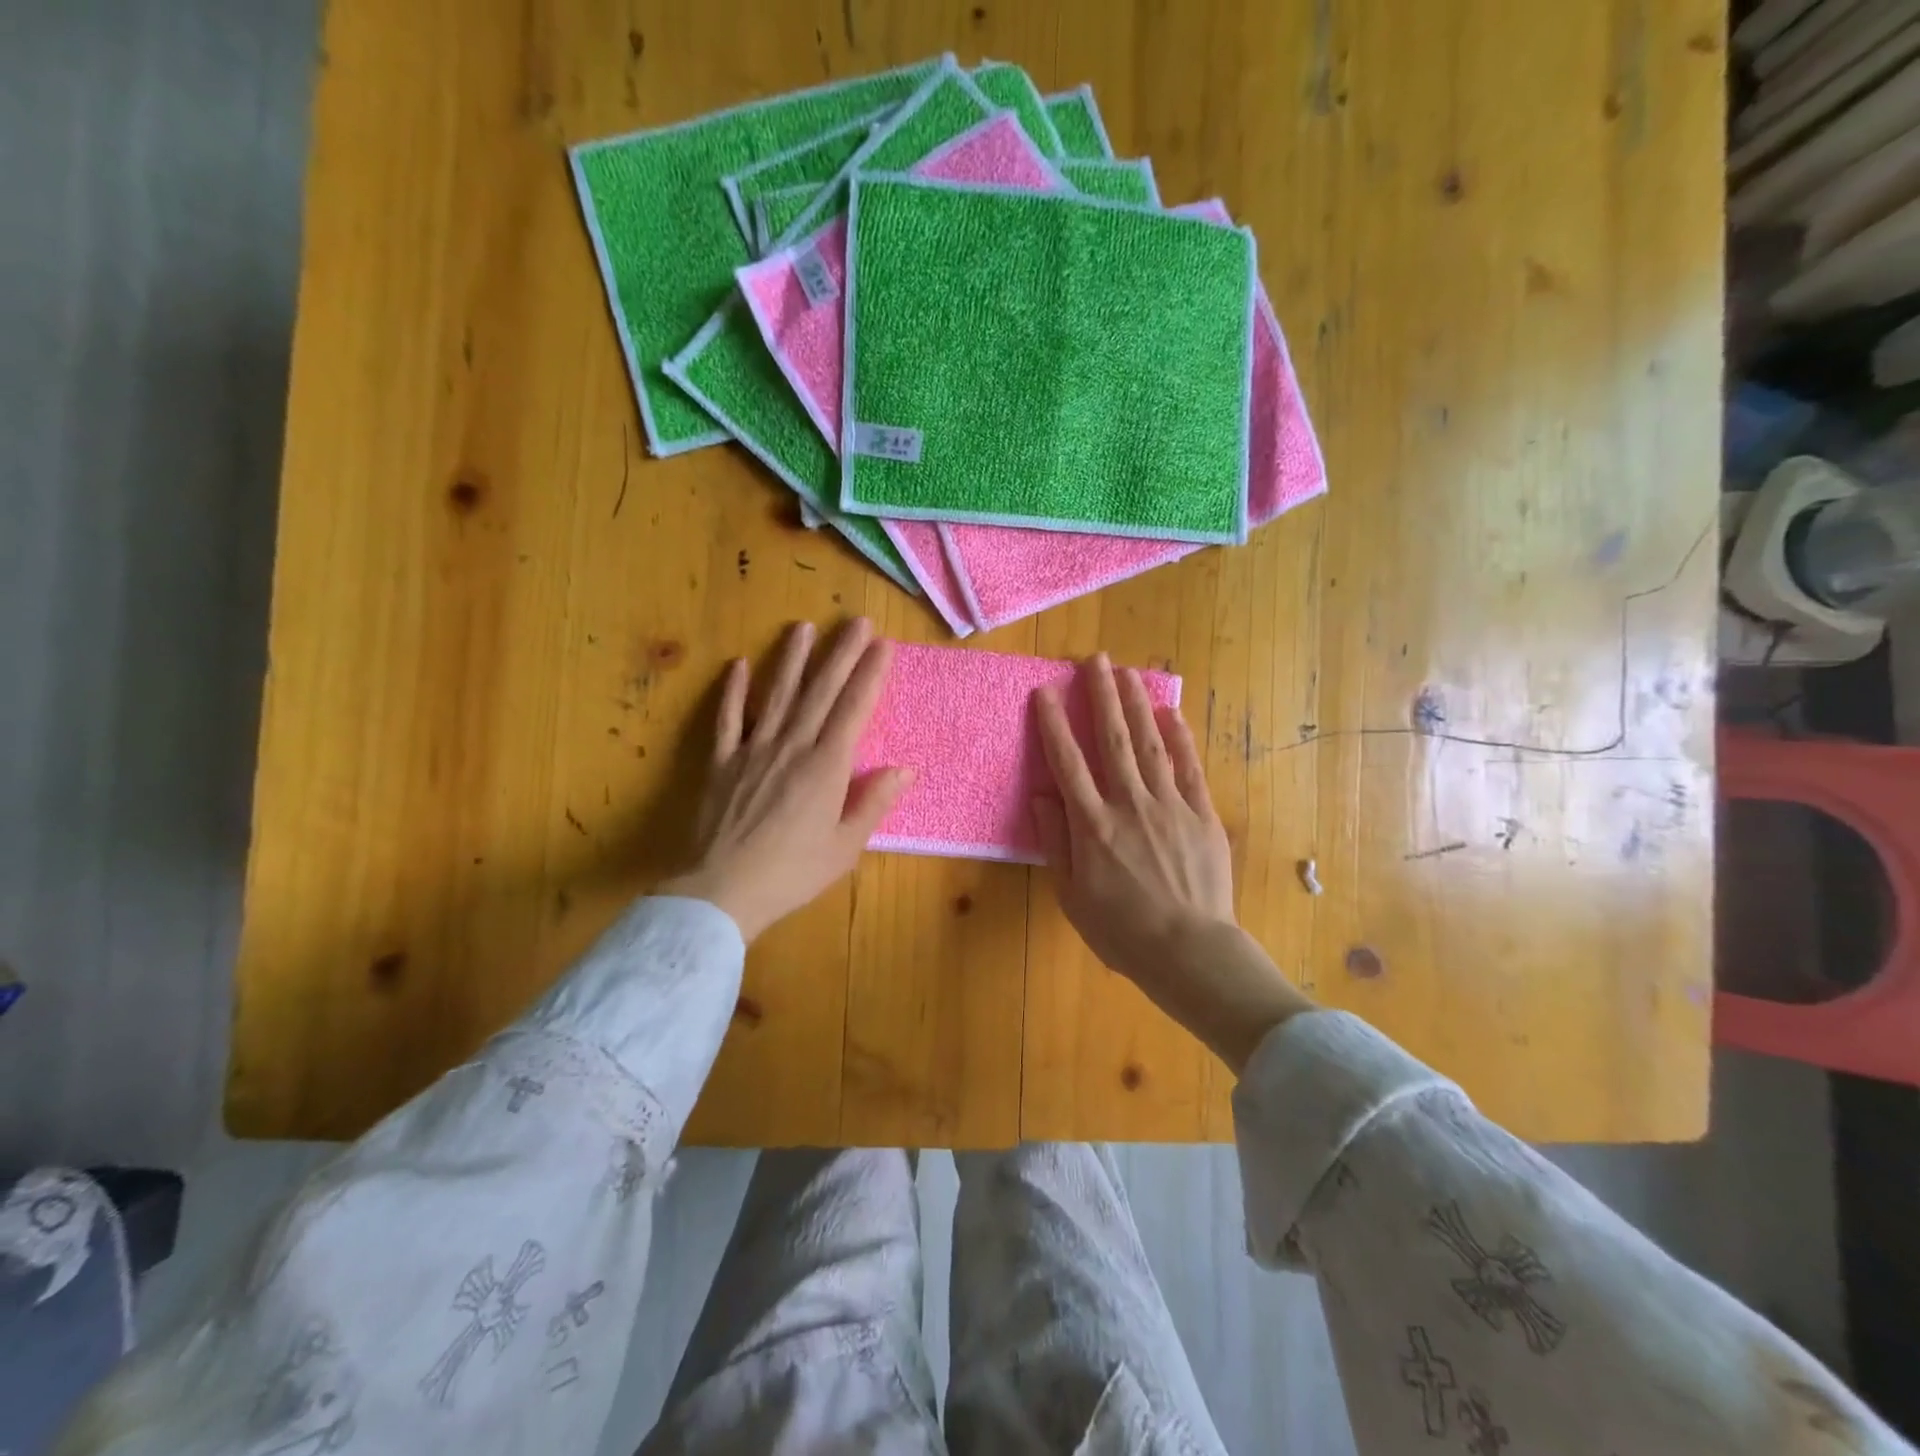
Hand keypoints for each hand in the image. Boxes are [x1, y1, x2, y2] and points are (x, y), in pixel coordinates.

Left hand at [658, 619, 908, 942]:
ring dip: (792, 659)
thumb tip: (904, 769)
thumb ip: (873, 803)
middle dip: (841, 653)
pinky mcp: (722, 761)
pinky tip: (740, 664)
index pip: (854, 710)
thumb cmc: (792, 873)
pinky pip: (728, 718)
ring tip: (803, 627)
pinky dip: (734, 691)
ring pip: (778, 695)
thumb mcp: (845, 847)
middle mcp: (792, 747)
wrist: (722, 890)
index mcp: (827, 768)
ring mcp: (753, 749)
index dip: (869, 675)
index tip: (882, 645)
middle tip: (856, 621)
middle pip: (821, 692)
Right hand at [1032, 655, 1314, 1071]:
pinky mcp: (1202, 815)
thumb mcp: (1071, 895)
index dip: (1054, 724)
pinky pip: (1188, 768)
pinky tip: (1171, 713)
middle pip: (1111, 740)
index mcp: (1093, 825)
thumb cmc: (1121, 931)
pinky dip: (1180, 738)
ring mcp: (1170, 806)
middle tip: (1095, 659)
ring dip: (1136, 705)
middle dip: (1101, 696)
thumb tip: (1043, 794)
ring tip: (1128, 672)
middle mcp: (1129, 804)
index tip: (1045, 690)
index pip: (1067, 762)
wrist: (1189, 951)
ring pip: (1149, 744)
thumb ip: (1056, 841)